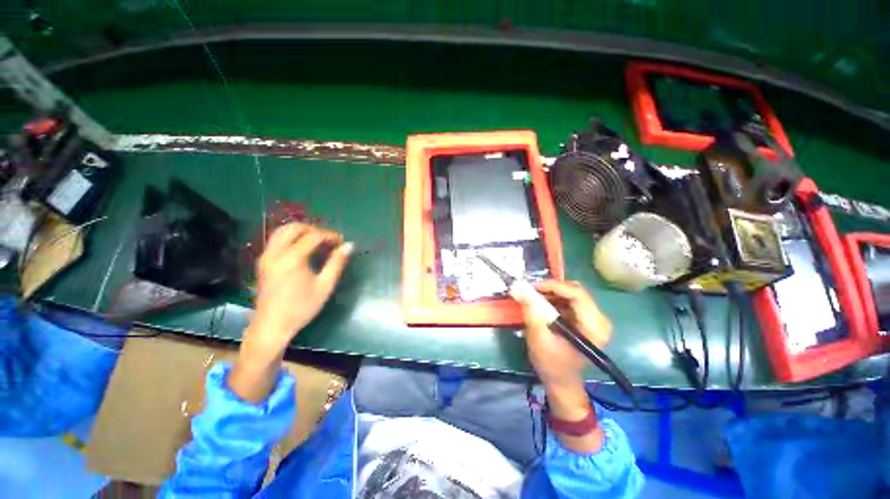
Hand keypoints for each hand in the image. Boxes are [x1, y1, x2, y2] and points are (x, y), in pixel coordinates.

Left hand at [247, 223, 352, 350]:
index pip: (314, 236)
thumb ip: (337, 263)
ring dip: (301, 231)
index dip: (330, 235)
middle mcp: (276, 253)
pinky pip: (277, 240)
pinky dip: (291, 238)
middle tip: (329, 239)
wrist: (272, 325)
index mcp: (292, 258)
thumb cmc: (301, 307)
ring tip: (318, 241)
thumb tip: (349, 246)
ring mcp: (266, 256)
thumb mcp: (325, 286)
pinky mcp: (263, 262)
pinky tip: (303, 249)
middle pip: (294, 227)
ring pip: (282, 231)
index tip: (342, 242)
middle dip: (315, 229)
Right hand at [514, 280, 611, 390]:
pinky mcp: (585, 319)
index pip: (577, 295)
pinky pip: (570, 300)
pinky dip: (554, 298)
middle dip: (551, 288)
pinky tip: (542, 304)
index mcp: (594, 327)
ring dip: (551, 293)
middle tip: (531, 291)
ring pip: (572, 293)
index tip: (532, 286)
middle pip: (576, 291)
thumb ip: (531, 311)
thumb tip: (519, 288)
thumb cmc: (551, 364)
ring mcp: (593, 319)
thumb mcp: (538, 337)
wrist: (561, 381)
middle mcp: (599, 320)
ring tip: (533, 297)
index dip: (554, 286)